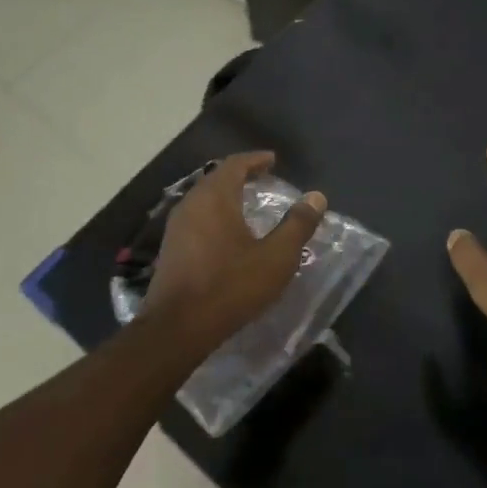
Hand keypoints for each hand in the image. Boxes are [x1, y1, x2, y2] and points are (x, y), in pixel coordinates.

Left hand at [141, 152, 325, 352]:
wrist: (177, 328)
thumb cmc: (230, 286)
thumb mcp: (275, 257)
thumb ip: (297, 225)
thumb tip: (316, 197)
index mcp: (215, 197)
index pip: (235, 164)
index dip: (255, 159)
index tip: (273, 160)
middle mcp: (191, 203)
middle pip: (216, 178)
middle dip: (241, 175)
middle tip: (263, 178)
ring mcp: (176, 226)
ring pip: (204, 198)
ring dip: (226, 195)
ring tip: (247, 203)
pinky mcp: (170, 248)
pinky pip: (196, 217)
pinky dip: (215, 214)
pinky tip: (227, 232)